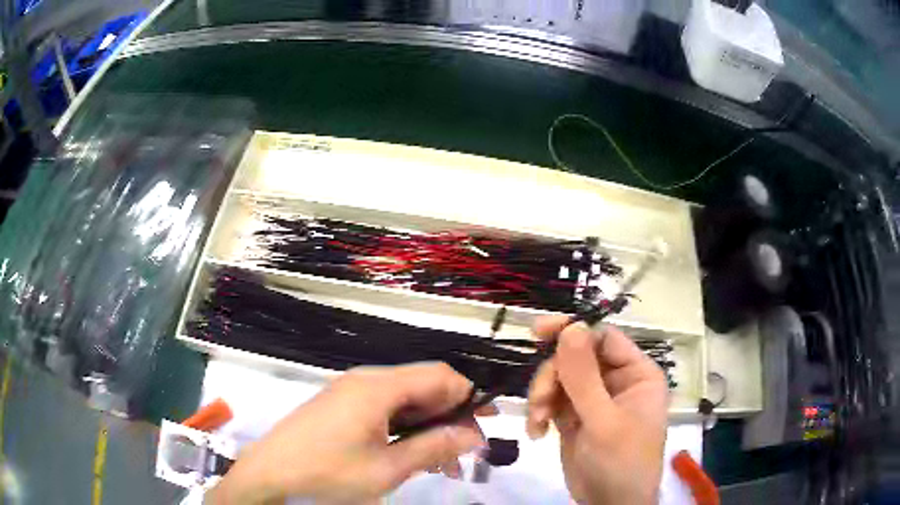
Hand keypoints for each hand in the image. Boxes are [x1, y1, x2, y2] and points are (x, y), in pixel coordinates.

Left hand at [207, 363, 490, 503]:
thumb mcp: (387, 468)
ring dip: (429, 426)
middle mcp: (365, 381)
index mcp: (377, 386)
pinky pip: (383, 410)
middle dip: (451, 416)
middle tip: (467, 451)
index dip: (469, 397)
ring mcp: (349, 393)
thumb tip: (473, 434)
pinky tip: (412, 455)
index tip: (488, 425)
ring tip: (444, 461)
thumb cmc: (328, 473)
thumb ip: (433, 448)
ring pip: (404, 401)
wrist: (269, 476)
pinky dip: (405, 429)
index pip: (439, 376)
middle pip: (422, 387)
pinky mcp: (340, 408)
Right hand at [526, 317, 668, 504]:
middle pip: (576, 357)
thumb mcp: (604, 421)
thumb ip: (585, 376)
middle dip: (552, 376)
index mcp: (637, 374)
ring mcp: (593, 400)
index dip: (573, 331)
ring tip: (538, 420)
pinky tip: (536, 431)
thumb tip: (571, 326)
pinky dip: (539, 412)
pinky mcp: (574, 418)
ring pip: (560, 378)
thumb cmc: (621, 462)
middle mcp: (616, 381)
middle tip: (539, 400)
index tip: (539, 332)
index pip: (604, 338)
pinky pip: (551, 401)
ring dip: (542, 396)